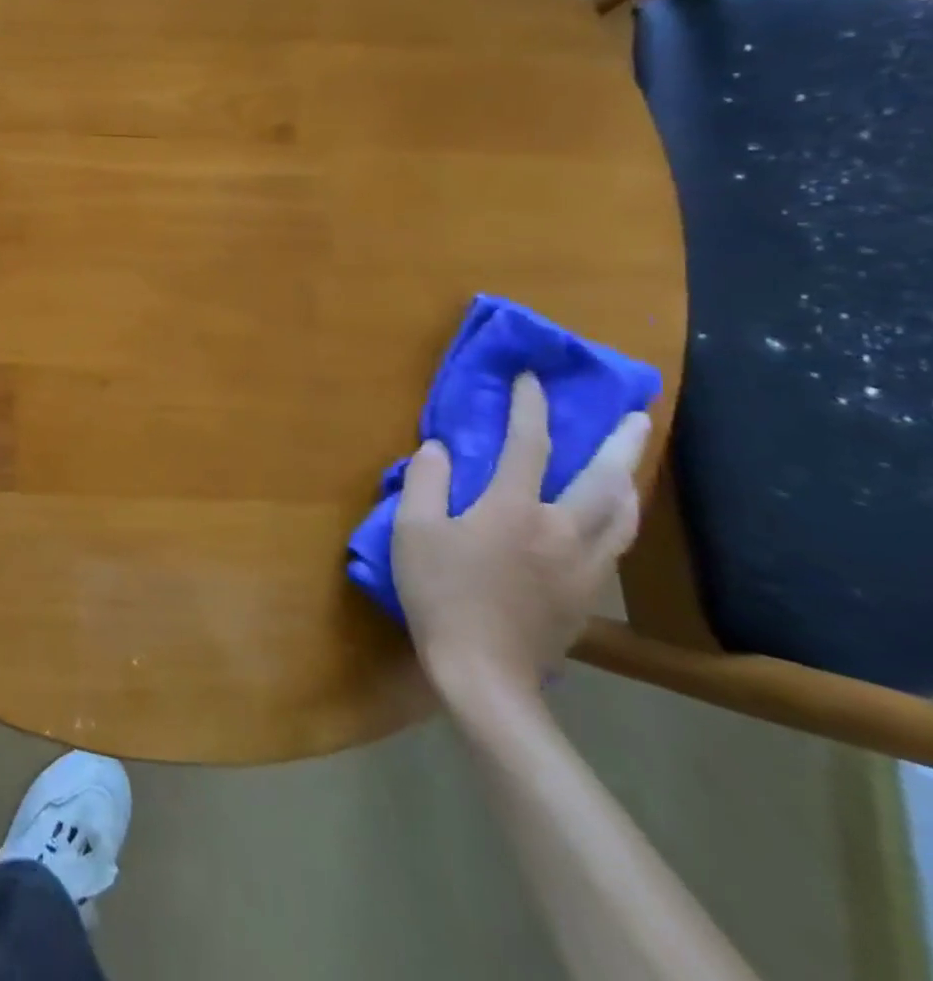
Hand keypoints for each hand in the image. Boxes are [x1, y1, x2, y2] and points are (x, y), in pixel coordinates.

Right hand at [393, 374, 648, 700]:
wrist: (484, 672)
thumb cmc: (440, 593)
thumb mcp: (413, 531)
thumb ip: (425, 482)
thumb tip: (440, 448)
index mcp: (513, 508)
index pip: (527, 443)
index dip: (529, 406)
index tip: (532, 378)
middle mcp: (560, 529)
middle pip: (602, 478)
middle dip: (620, 443)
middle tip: (638, 415)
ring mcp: (582, 565)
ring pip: (621, 515)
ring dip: (628, 481)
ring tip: (631, 465)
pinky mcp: (588, 595)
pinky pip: (613, 544)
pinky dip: (617, 518)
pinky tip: (610, 519)